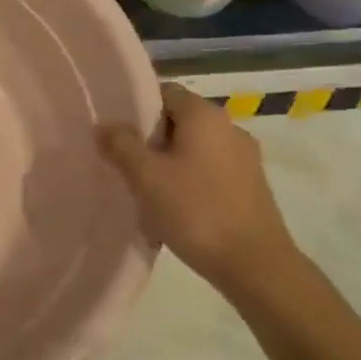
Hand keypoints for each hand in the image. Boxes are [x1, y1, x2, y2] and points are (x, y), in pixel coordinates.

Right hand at [98, 83, 297, 296]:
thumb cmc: (196, 211)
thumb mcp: (146, 177)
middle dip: (150, 141)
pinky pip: (210, 173)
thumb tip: (104, 124)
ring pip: (194, 150)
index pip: (165, 93)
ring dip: (169, 165)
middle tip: (125, 165)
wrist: (256, 267)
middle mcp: (229, 128)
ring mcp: (245, 159)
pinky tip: (174, 211)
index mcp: (205, 115)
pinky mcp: (252, 188)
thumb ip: (121, 144)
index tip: (116, 132)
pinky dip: (189, 183)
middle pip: (179, 122)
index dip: (137, 108)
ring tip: (146, 192)